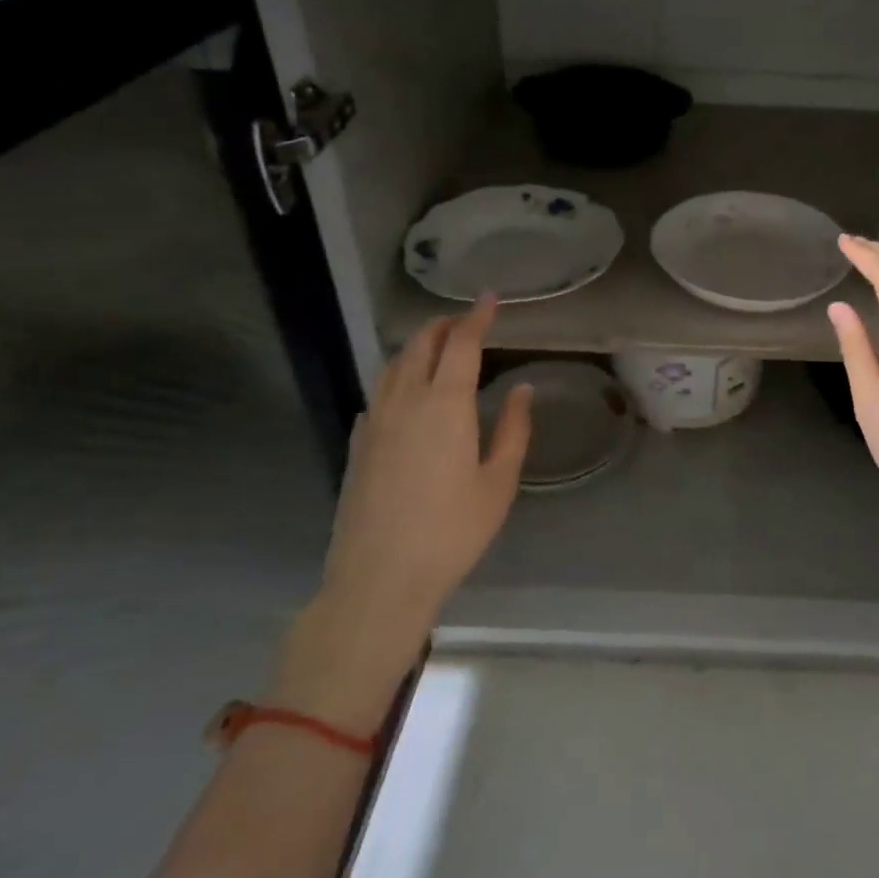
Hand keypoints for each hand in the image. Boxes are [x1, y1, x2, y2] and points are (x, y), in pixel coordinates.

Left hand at [320, 296, 533, 624]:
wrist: (379, 579)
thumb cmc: (451, 532)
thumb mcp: (498, 483)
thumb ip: (513, 429)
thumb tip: (521, 389)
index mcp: (445, 405)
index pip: (461, 343)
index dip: (476, 316)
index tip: (489, 298)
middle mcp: (405, 401)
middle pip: (421, 345)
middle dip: (444, 325)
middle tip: (465, 320)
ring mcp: (374, 421)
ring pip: (393, 365)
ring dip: (417, 346)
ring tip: (437, 347)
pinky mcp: (357, 444)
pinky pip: (377, 393)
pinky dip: (396, 377)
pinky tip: (404, 393)